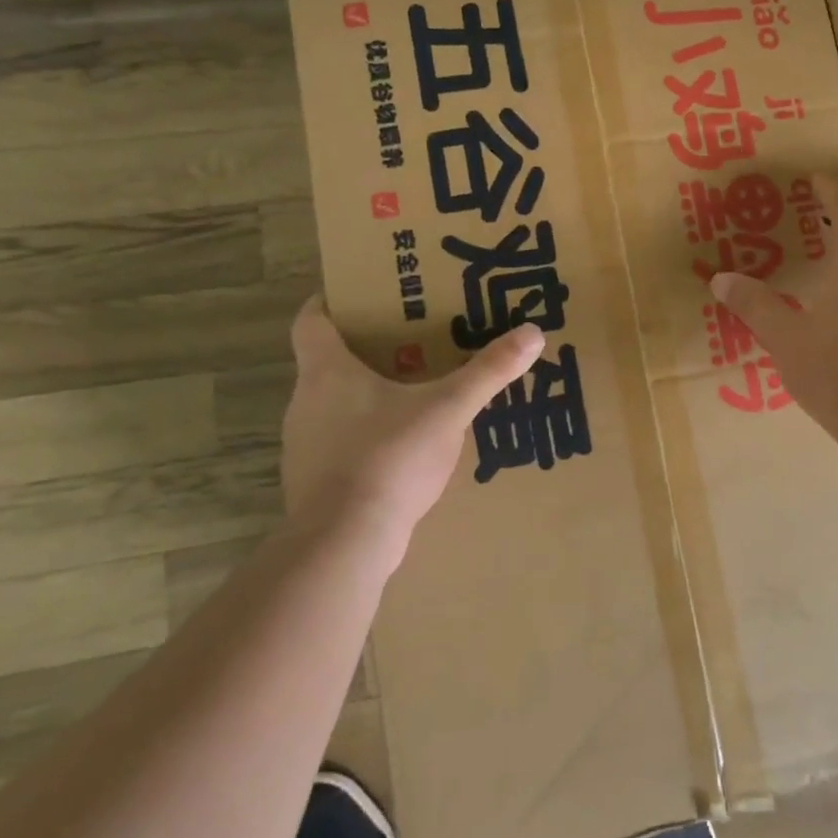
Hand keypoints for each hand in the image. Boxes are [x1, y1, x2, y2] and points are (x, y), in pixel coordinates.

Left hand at [280, 299, 542, 560]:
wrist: (346, 541)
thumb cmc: (389, 456)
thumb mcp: (449, 409)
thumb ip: (489, 371)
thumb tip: (533, 334)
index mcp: (327, 371)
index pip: (311, 321)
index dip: (330, 302)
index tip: (357, 295)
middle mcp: (305, 402)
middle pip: (326, 362)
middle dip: (364, 350)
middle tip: (408, 341)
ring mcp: (304, 446)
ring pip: (332, 406)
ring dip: (364, 396)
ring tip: (411, 393)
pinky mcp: (312, 483)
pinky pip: (339, 445)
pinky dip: (364, 437)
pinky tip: (401, 448)